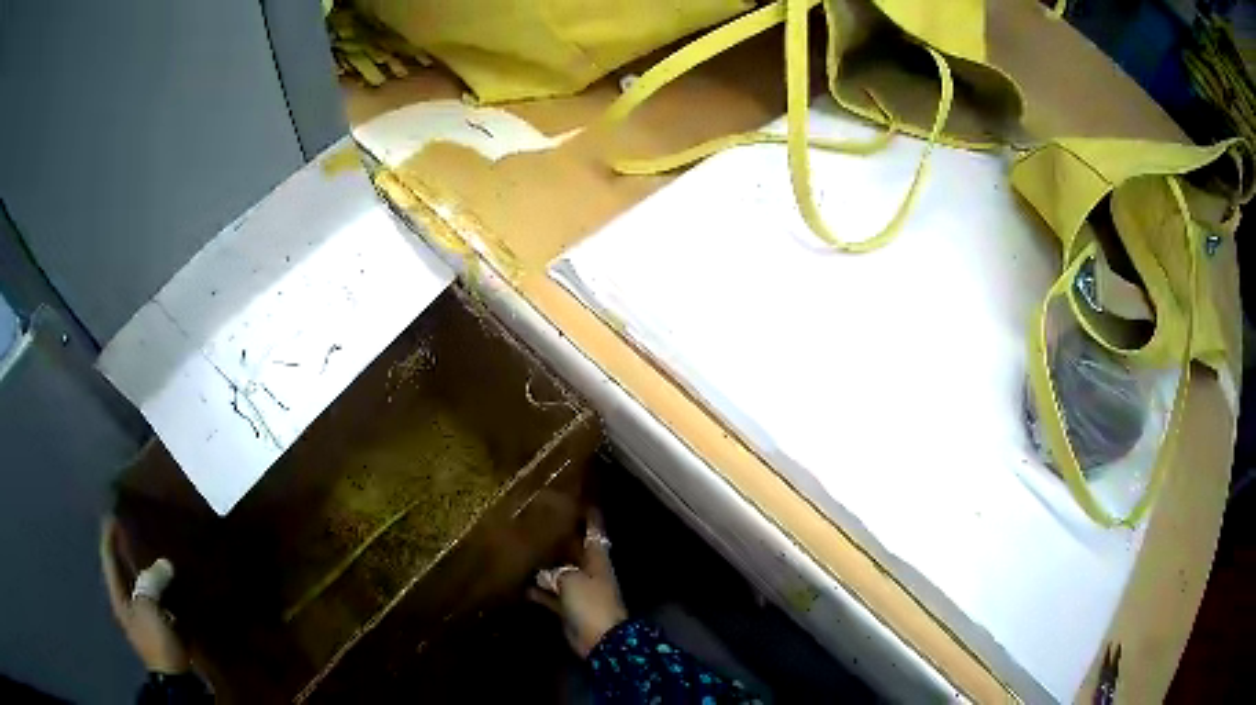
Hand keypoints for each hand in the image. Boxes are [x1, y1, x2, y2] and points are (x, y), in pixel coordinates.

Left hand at [99, 516, 190, 673]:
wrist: (176, 679)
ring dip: (146, 569)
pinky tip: (172, 580)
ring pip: (142, 586)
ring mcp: (145, 618)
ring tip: (155, 550)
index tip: (111, 513)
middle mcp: (128, 604)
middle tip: (133, 528)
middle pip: (124, 571)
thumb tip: (164, 564)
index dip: (109, 536)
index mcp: (119, 596)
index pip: (109, 559)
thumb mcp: (148, 607)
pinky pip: (160, 600)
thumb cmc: (155, 639)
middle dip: (126, 551)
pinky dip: (163, 587)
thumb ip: (151, 580)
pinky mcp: (163, 628)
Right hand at [531, 511, 627, 657]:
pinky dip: (539, 592)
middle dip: (560, 541)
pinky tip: (521, 586)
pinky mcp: (568, 609)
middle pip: (574, 552)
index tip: (579, 500)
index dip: (589, 518)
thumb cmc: (591, 602)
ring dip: (545, 568)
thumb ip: (555, 570)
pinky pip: (551, 596)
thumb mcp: (571, 578)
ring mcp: (579, 592)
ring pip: (560, 575)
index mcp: (597, 560)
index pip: (594, 533)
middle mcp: (589, 573)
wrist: (599, 638)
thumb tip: (541, 571)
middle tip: (539, 524)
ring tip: (523, 552)